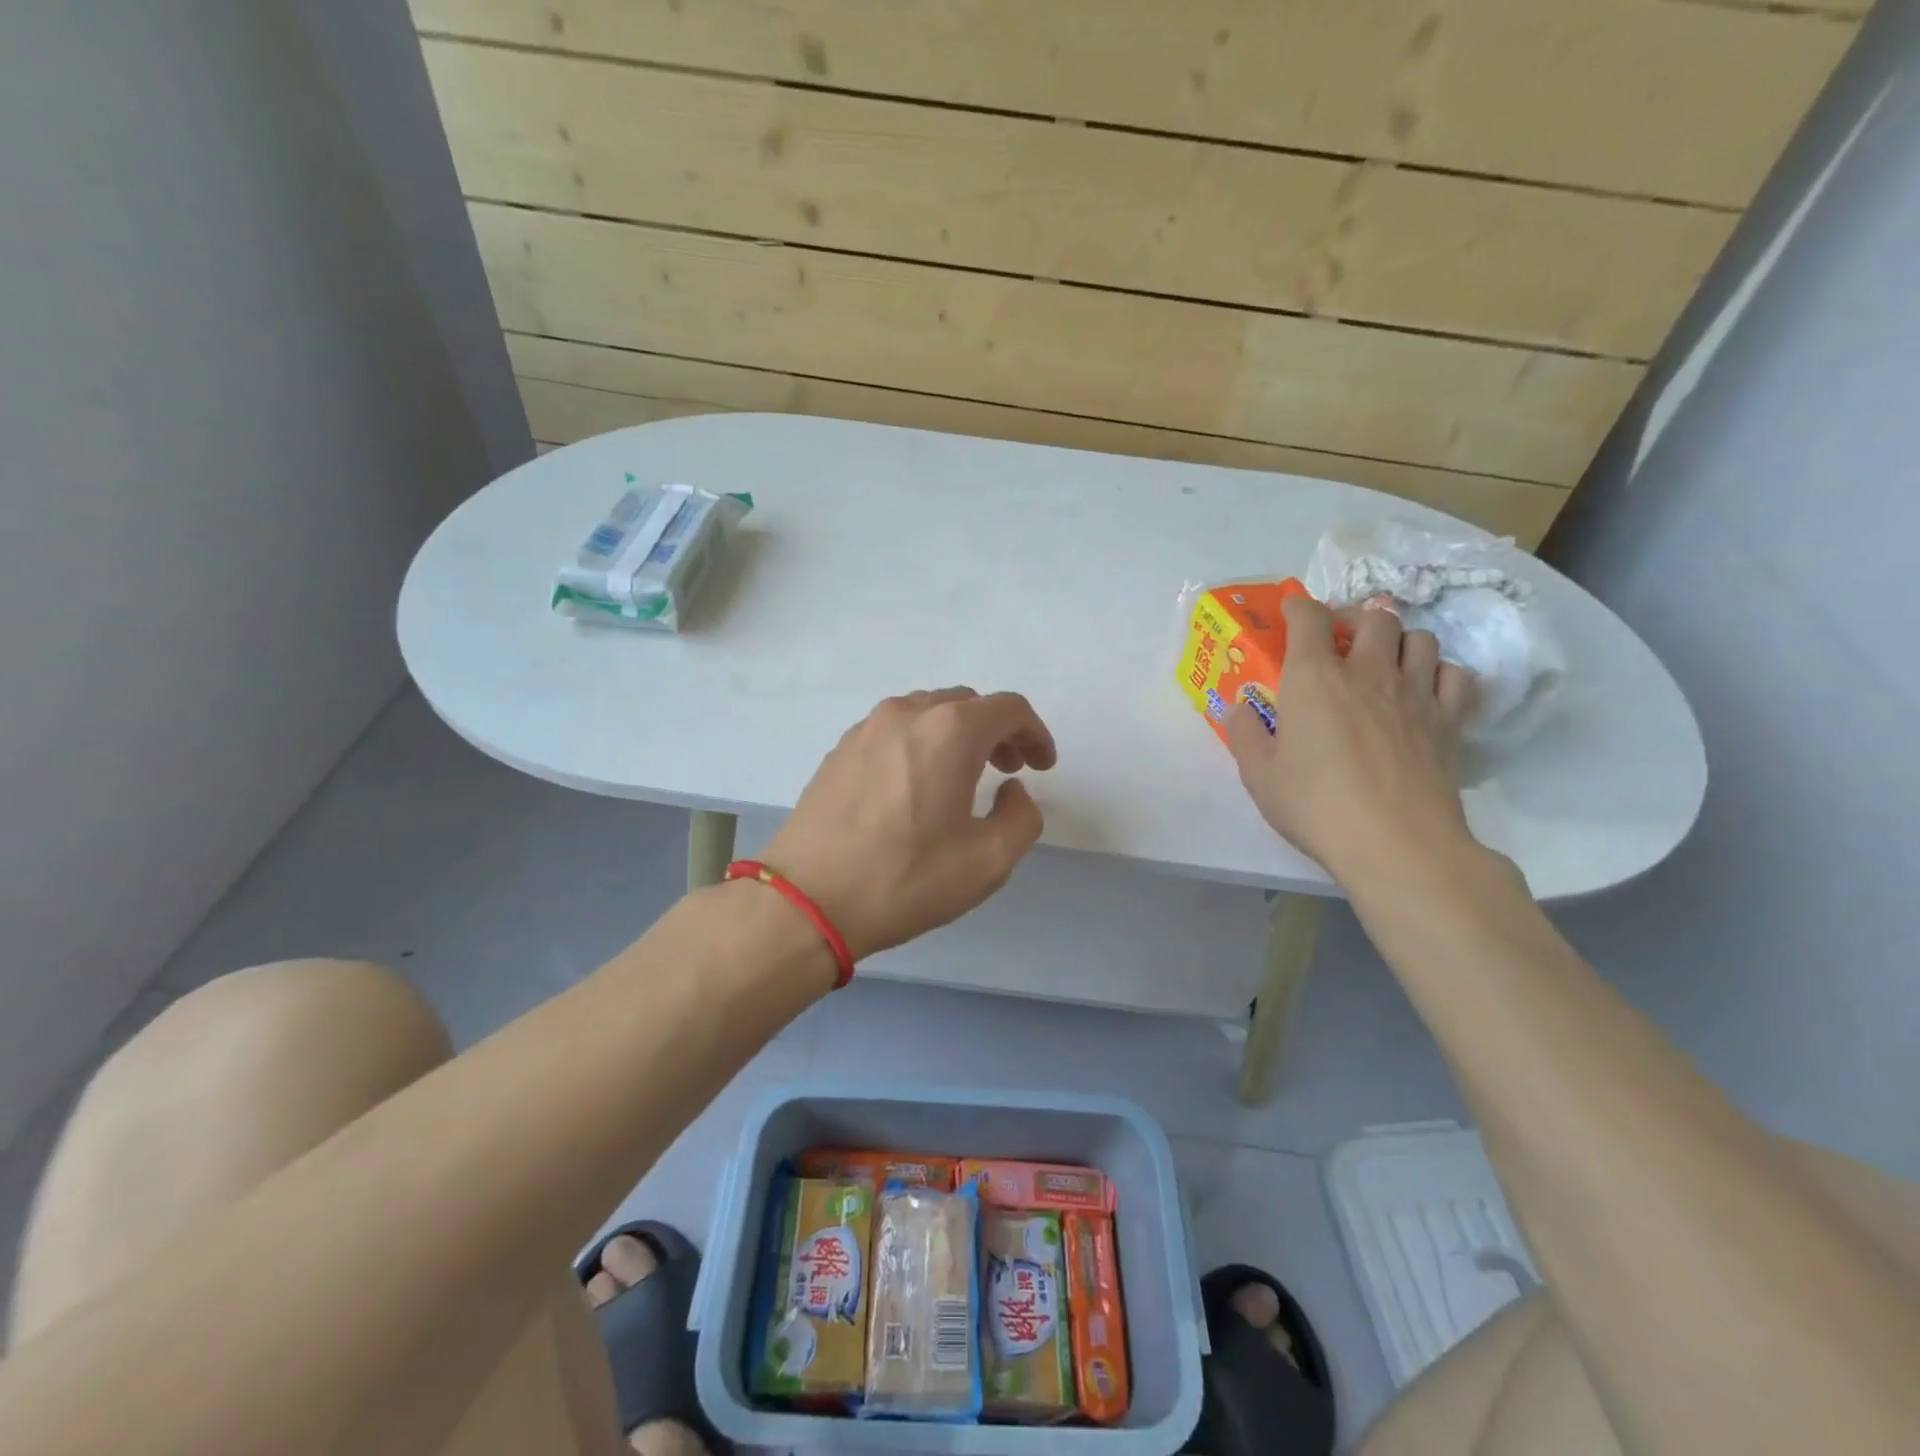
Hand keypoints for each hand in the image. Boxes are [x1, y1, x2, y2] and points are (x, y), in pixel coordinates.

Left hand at [763, 689, 1057, 959]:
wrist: (806, 900)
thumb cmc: (904, 879)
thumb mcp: (988, 861)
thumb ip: (1021, 817)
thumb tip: (1012, 791)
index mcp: (949, 731)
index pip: (1008, 708)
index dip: (1035, 733)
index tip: (1042, 766)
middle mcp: (907, 714)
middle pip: (967, 704)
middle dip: (997, 732)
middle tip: (1008, 771)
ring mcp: (866, 729)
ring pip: (927, 713)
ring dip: (956, 735)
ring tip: (963, 777)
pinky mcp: (839, 750)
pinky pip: (894, 731)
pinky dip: (920, 744)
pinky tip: (916, 786)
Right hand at [1226, 595, 1475, 887]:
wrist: (1396, 843)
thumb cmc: (1316, 806)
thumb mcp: (1259, 776)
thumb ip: (1244, 735)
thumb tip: (1238, 708)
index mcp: (1314, 679)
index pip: (1310, 618)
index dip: (1299, 606)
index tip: (1292, 610)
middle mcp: (1367, 672)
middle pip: (1374, 617)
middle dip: (1355, 618)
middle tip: (1341, 639)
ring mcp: (1414, 693)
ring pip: (1420, 638)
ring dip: (1399, 641)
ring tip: (1384, 660)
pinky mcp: (1448, 720)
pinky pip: (1454, 674)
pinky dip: (1438, 672)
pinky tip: (1423, 690)